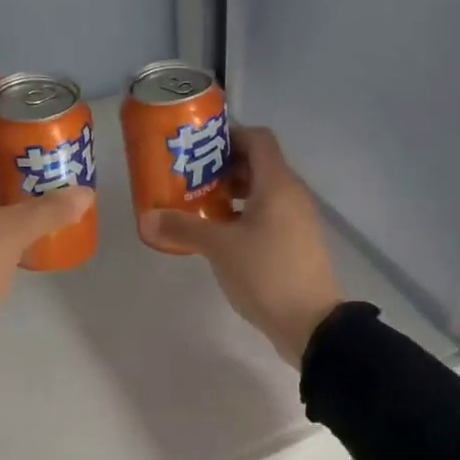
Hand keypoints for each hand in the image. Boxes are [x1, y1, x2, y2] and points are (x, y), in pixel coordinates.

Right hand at [139, 126, 341, 366]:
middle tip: (190, 178)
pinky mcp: (295, 243)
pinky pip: (268, 215)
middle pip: (258, 164)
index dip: (229, 136)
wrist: (311, 324)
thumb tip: (147, 218)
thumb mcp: (219, 248)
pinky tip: (219, 235)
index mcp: (277, 185)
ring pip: (262, 192)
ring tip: (200, 206)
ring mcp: (296, 220)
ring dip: (232, 193)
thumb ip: (183, 228)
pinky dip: (244, 215)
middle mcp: (291, 195)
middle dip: (223, 166)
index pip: (257, 139)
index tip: (198, 148)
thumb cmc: (266, 274)